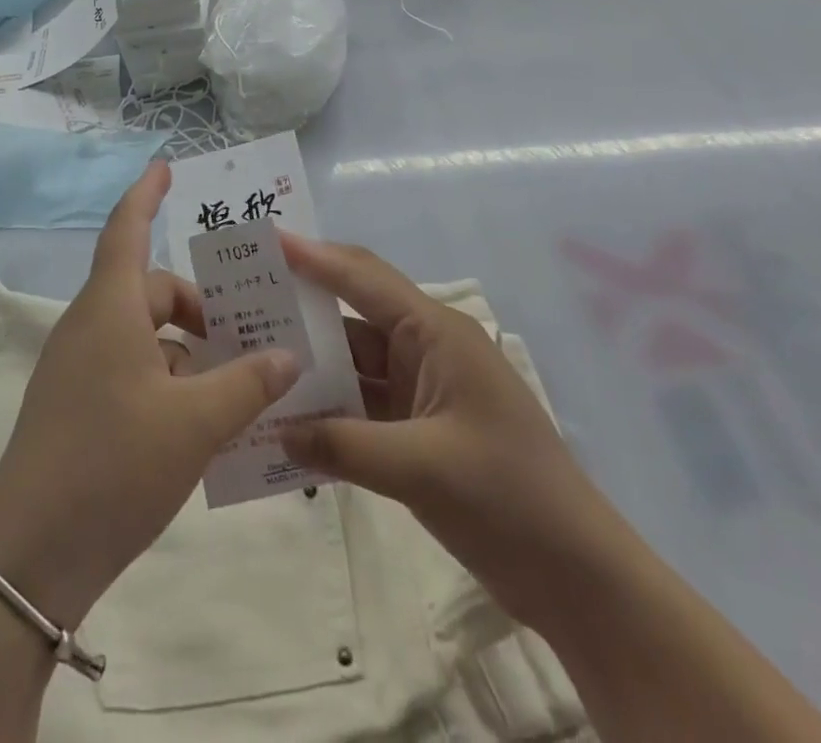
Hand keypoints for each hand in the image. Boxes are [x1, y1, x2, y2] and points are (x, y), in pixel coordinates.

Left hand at [0, 162, 300, 628]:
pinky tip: (201, 421)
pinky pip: (129, 368)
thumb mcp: (194, 424)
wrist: (29, 557)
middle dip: (199, 306)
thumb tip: (285, 355)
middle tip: (249, 336)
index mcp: (109, 308)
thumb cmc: (113, 466)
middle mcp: (89, 326)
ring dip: (187, 349)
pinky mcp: (74, 404)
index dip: (146, 194)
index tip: (164, 168)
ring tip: (237, 385)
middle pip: (150, 290)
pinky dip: (167, 379)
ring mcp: (77, 367)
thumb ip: (246, 384)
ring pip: (143, 334)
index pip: (127, 229)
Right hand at [277, 234, 630, 627]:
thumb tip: (274, 431)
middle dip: (301, 306)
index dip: (312, 256)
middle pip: (352, 314)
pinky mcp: (418, 428)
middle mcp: (426, 348)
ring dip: (310, 364)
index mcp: (436, 333)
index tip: (264, 241)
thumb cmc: (509, 499)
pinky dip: (328, 408)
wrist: (579, 578)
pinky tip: (288, 416)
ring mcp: (422, 389)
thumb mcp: (421, 467)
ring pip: (353, 362)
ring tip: (251, 356)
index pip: (362, 278)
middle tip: (242, 299)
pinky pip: (361, 404)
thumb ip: (341, 445)